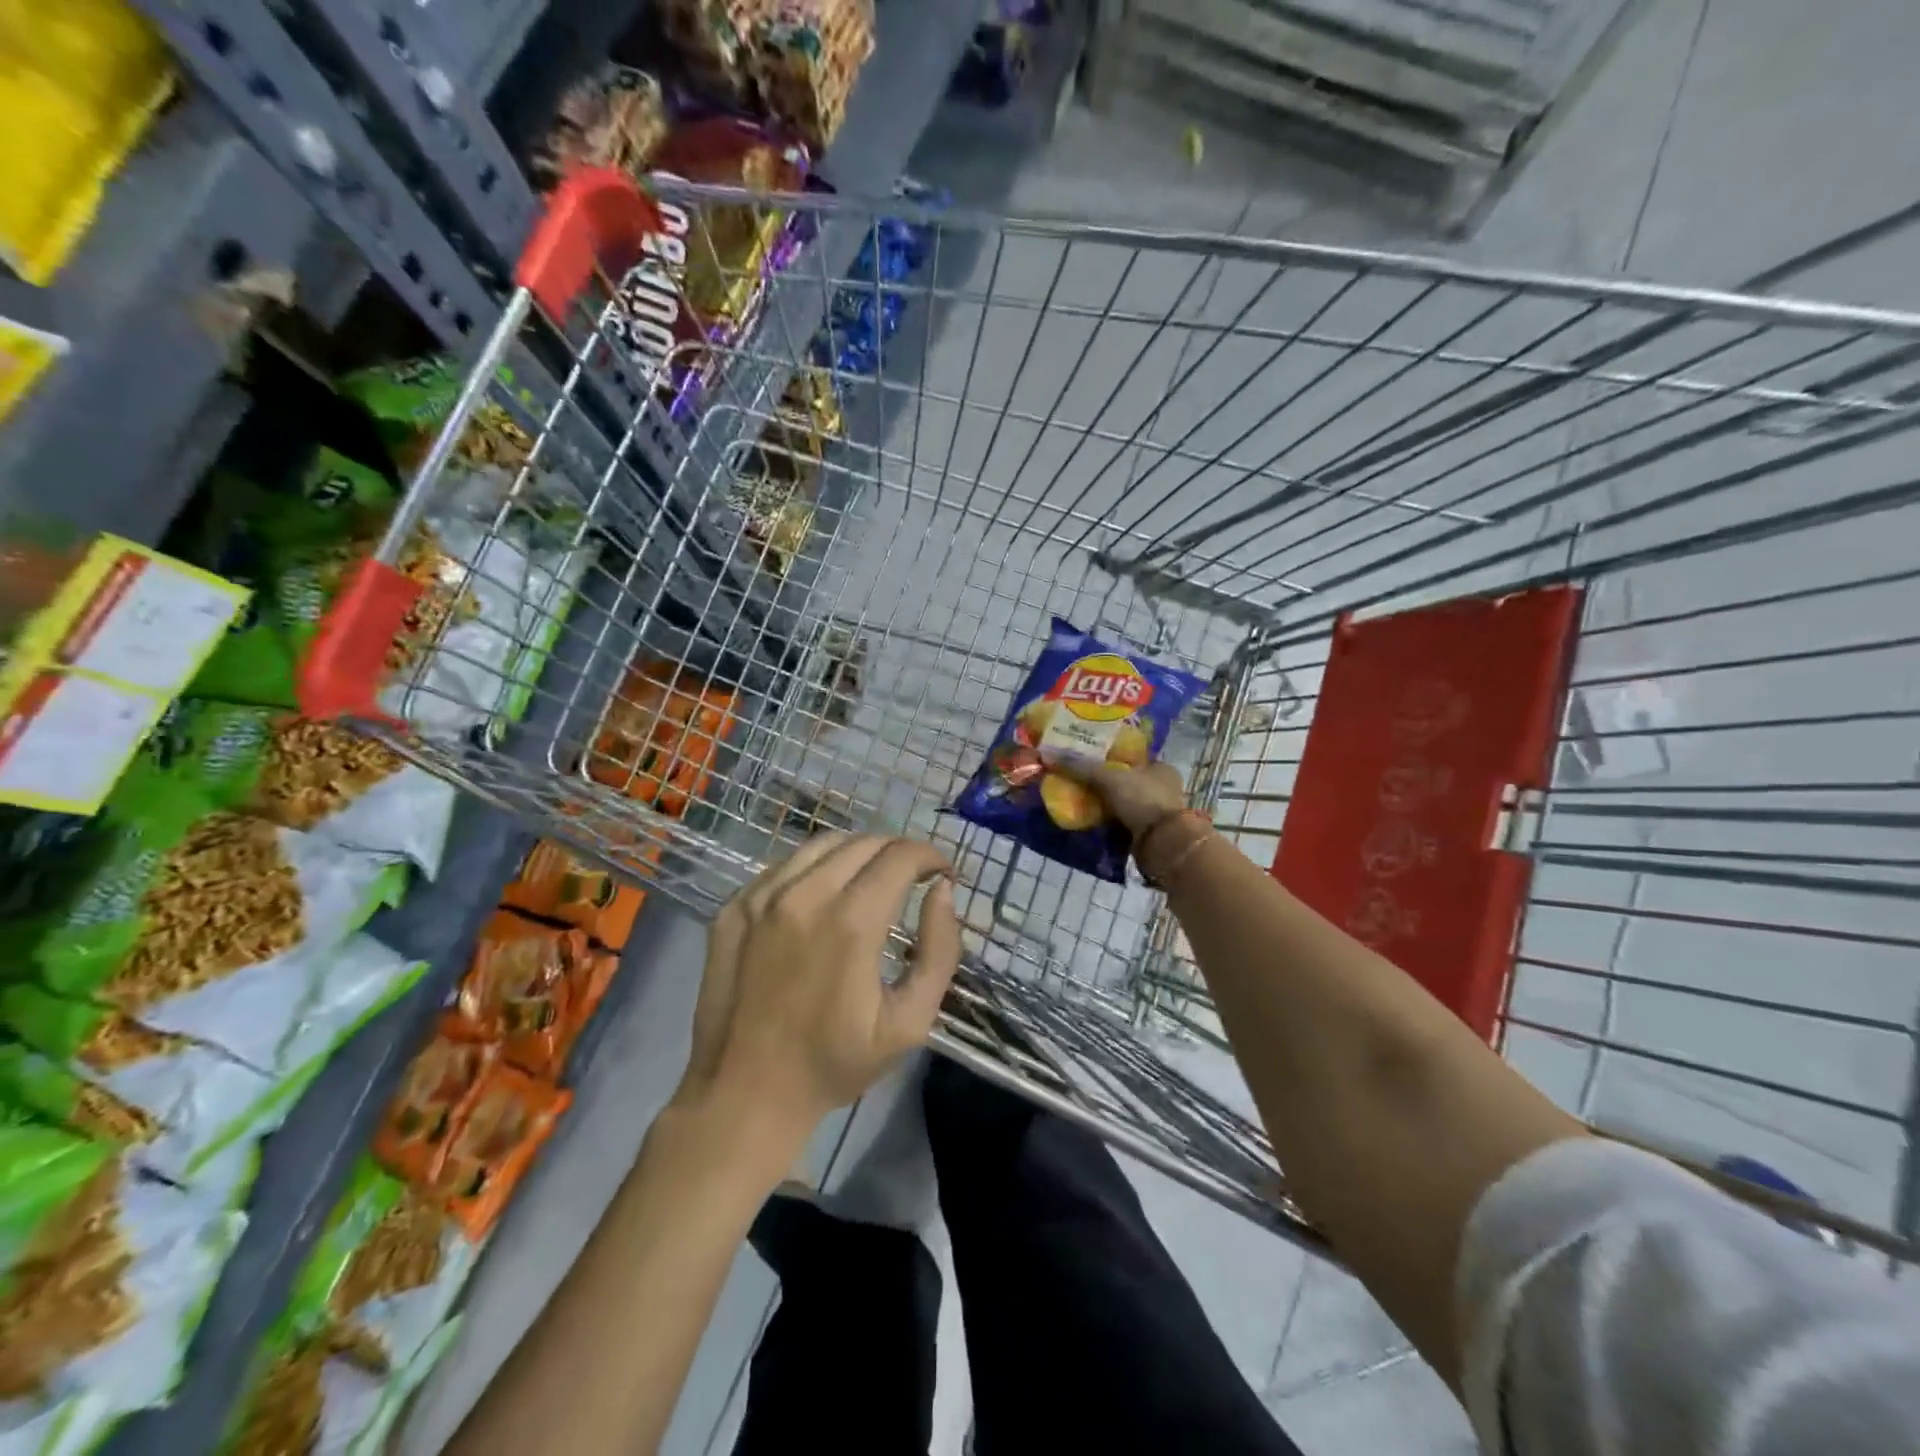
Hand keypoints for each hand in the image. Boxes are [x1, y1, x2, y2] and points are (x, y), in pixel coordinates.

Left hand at [679, 835, 960, 1145]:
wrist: (744, 1094)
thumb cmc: (834, 1063)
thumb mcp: (909, 1022)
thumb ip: (938, 950)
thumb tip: (943, 890)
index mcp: (850, 922)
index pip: (900, 856)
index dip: (930, 856)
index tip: (942, 873)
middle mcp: (804, 895)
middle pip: (864, 843)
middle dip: (898, 852)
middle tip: (912, 878)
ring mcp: (761, 897)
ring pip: (822, 845)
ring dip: (858, 853)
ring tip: (871, 879)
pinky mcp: (734, 907)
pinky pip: (785, 865)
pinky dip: (815, 867)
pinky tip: (822, 895)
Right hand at [1056, 759, 1186, 835]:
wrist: (1161, 844)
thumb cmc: (1142, 800)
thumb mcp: (1110, 778)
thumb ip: (1083, 767)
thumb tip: (1053, 755)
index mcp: (1162, 768)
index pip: (1132, 757)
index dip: (1110, 757)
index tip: (1088, 760)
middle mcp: (1164, 788)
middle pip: (1126, 780)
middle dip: (1104, 782)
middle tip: (1078, 780)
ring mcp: (1158, 812)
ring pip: (1124, 802)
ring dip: (1105, 803)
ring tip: (1078, 799)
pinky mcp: (1149, 832)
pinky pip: (1122, 821)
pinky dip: (1108, 821)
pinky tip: (1089, 819)